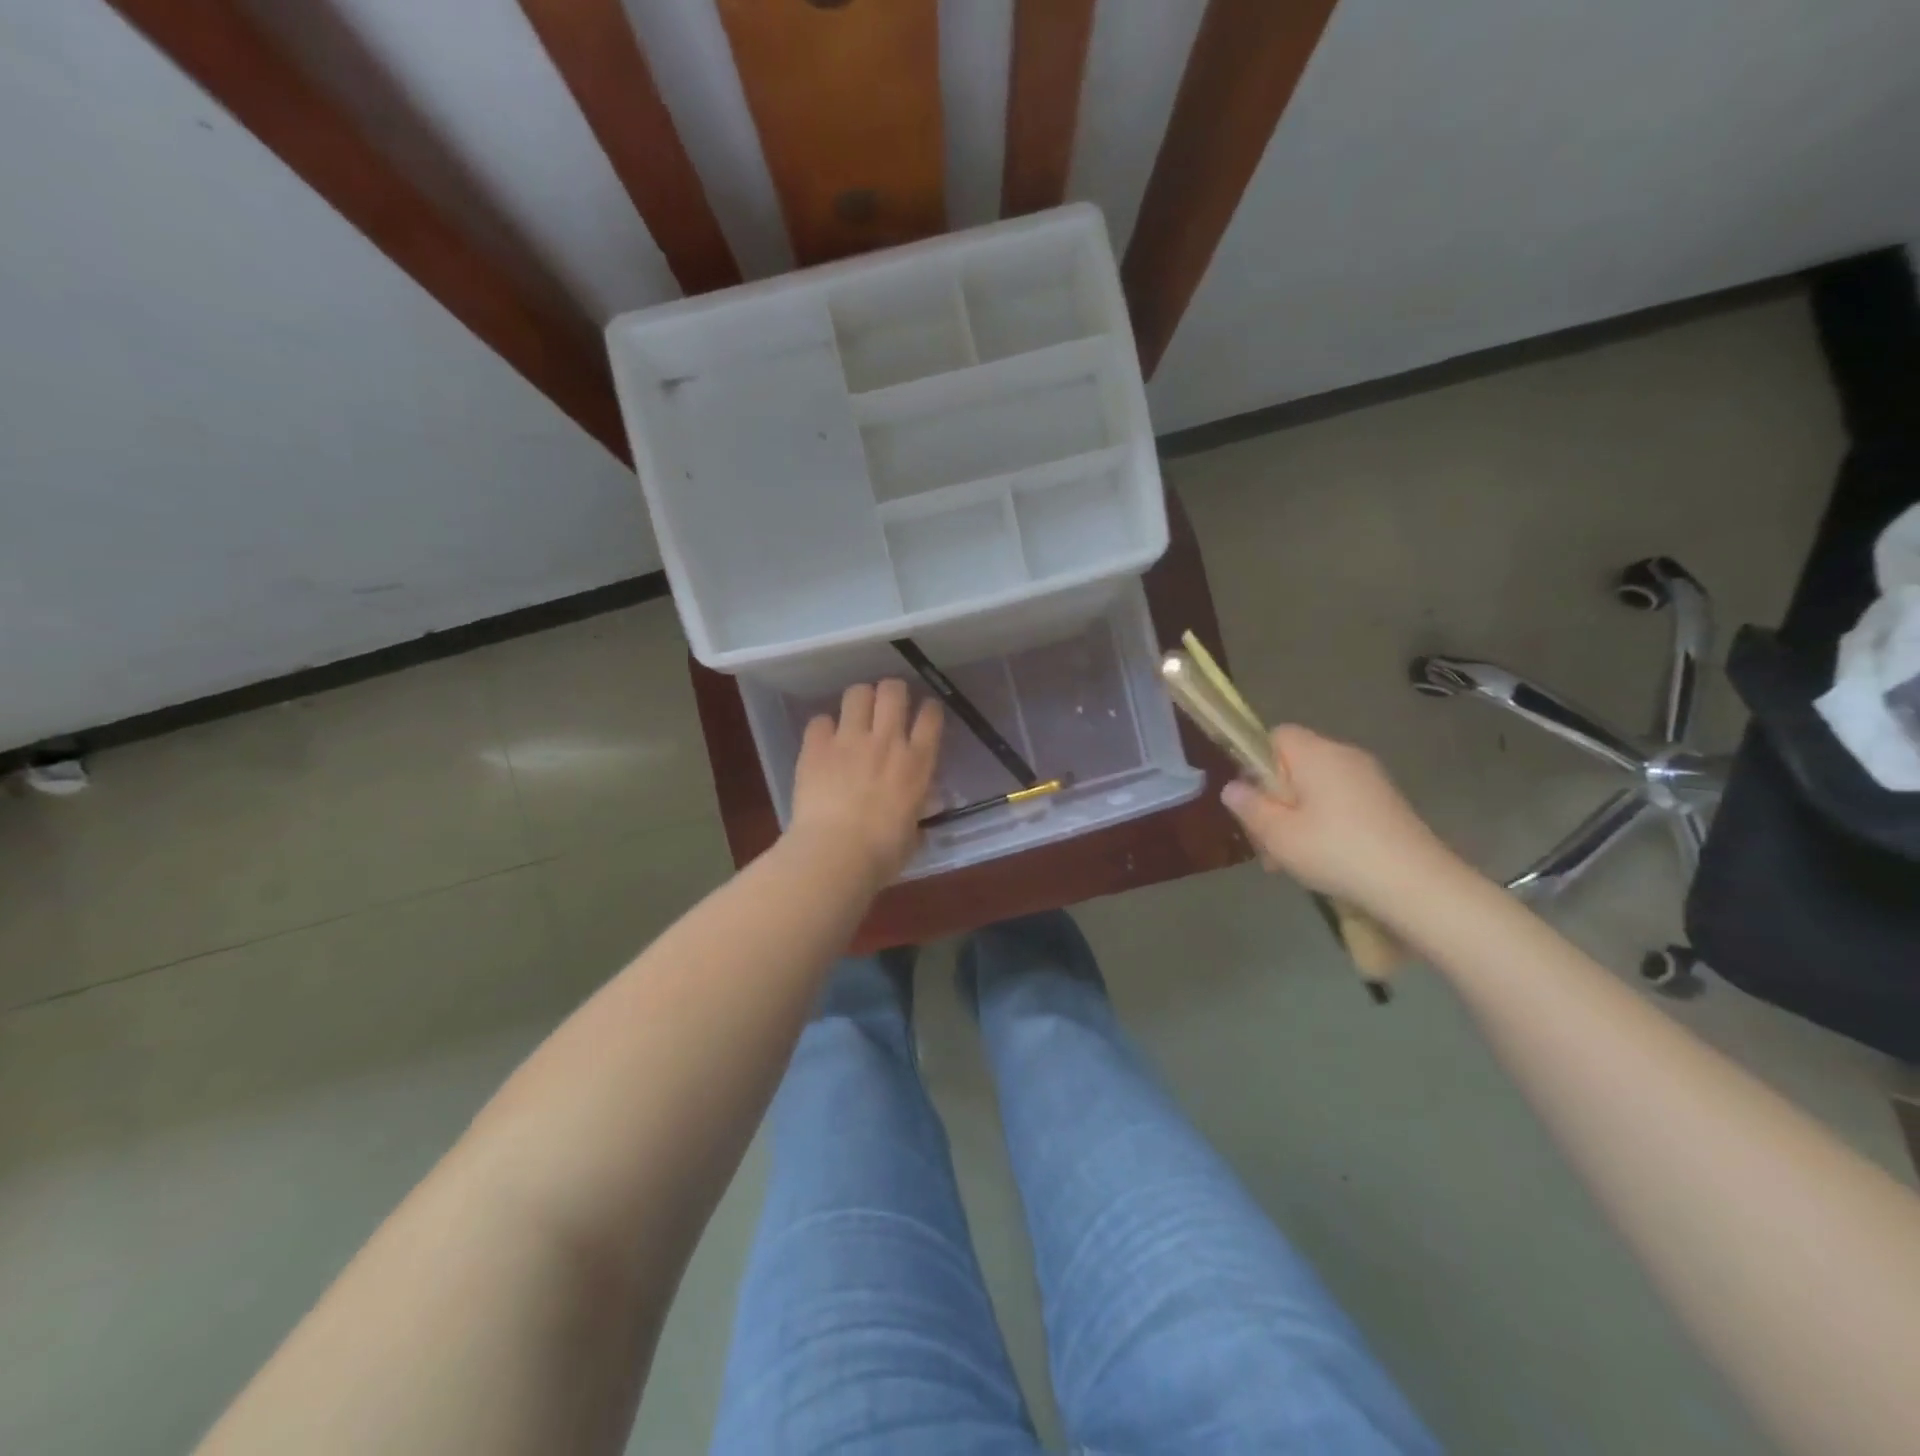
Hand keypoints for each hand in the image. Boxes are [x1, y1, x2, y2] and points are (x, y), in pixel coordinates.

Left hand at [788, 679, 943, 883]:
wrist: (835, 854)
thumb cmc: (882, 854)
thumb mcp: (912, 833)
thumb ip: (917, 812)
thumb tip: (919, 808)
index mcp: (917, 763)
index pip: (931, 716)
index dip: (929, 709)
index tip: (924, 714)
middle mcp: (886, 741)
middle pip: (893, 691)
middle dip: (892, 692)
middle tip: (887, 705)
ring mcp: (849, 740)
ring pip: (857, 693)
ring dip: (859, 701)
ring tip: (856, 714)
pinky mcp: (816, 746)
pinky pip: (820, 720)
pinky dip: (823, 728)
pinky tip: (823, 741)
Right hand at [1219, 725, 1456, 909]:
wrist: (1416, 885)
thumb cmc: (1336, 851)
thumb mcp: (1277, 833)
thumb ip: (1249, 806)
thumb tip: (1232, 787)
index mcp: (1316, 754)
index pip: (1276, 735)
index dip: (1257, 762)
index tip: (1254, 799)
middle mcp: (1345, 756)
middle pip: (1294, 765)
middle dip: (1275, 798)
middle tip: (1266, 841)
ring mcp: (1370, 780)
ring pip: (1316, 788)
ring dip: (1296, 817)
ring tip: (1289, 860)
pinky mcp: (1386, 804)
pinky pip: (1340, 803)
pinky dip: (1324, 824)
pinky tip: (1322, 860)